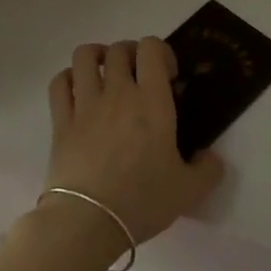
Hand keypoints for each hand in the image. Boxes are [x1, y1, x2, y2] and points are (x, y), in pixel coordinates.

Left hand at [45, 39, 223, 248]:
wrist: (87, 223)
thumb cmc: (141, 201)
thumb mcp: (188, 191)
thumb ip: (208, 170)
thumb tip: (211, 157)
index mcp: (152, 101)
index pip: (152, 48)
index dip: (161, 52)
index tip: (168, 76)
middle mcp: (118, 92)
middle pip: (120, 49)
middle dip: (131, 54)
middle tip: (138, 76)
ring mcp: (86, 104)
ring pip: (85, 56)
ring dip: (97, 56)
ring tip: (105, 73)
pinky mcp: (61, 121)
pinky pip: (59, 83)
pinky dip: (68, 78)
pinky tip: (78, 91)